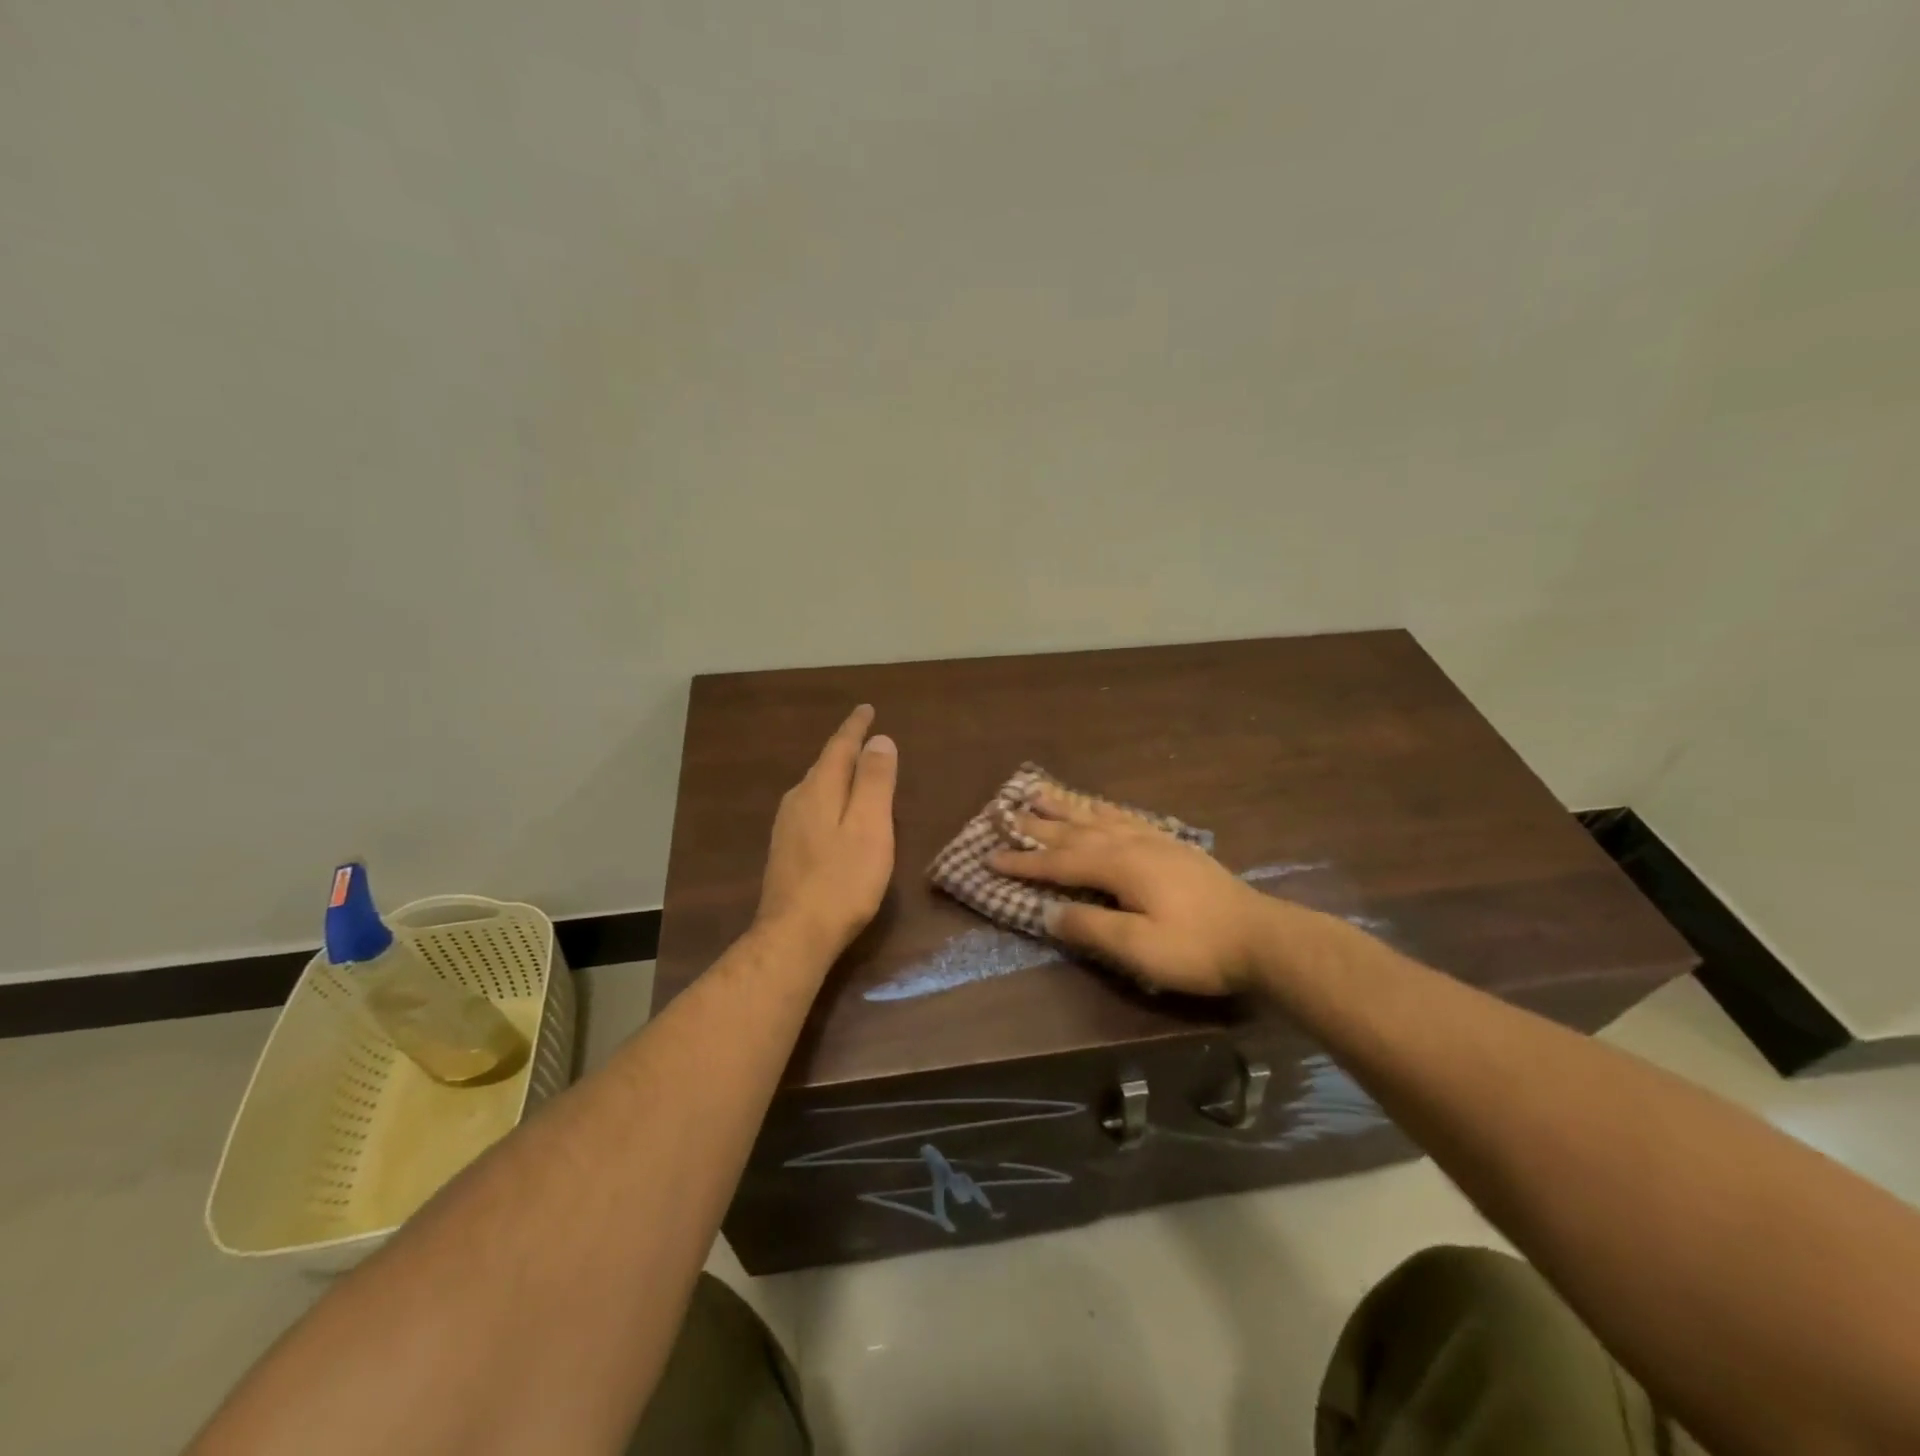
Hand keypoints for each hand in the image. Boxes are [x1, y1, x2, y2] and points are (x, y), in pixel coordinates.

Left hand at [755, 704, 898, 961]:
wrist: (794, 935)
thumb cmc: (842, 880)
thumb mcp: (870, 827)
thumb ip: (874, 781)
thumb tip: (879, 740)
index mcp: (819, 789)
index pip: (839, 747)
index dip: (855, 728)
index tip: (867, 709)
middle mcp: (798, 800)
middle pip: (825, 765)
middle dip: (845, 749)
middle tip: (865, 737)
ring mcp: (787, 827)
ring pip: (815, 788)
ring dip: (836, 774)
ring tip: (853, 769)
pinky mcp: (785, 850)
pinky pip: (811, 808)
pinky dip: (829, 798)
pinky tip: (834, 813)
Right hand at [988, 784, 1276, 994]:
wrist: (1262, 937)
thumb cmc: (1197, 948)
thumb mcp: (1139, 948)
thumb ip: (1091, 928)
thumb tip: (1048, 912)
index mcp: (1120, 866)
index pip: (1060, 862)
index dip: (1024, 862)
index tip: (990, 857)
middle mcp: (1132, 844)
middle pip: (1076, 830)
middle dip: (1038, 825)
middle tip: (1005, 812)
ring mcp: (1155, 840)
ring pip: (1100, 817)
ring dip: (1067, 807)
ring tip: (1041, 792)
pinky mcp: (1173, 846)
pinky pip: (1127, 817)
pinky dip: (1104, 809)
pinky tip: (1100, 807)